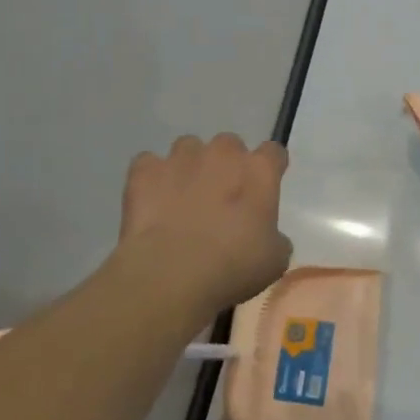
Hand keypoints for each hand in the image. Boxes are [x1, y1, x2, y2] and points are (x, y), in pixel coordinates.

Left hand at [120, 134, 292, 319]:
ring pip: (188, 148)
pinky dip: (151, 178)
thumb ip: (274, 237)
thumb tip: (267, 236)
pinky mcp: (145, 171)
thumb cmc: (234, 266)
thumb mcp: (274, 259)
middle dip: (227, 164)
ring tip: (183, 197)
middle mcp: (223, 154)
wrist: (172, 274)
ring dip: (189, 166)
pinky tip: (151, 201)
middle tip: (222, 196)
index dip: (270, 167)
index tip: (265, 185)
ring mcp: (181, 158)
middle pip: (229, 145)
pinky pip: (149, 163)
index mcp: (260, 171)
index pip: (273, 152)